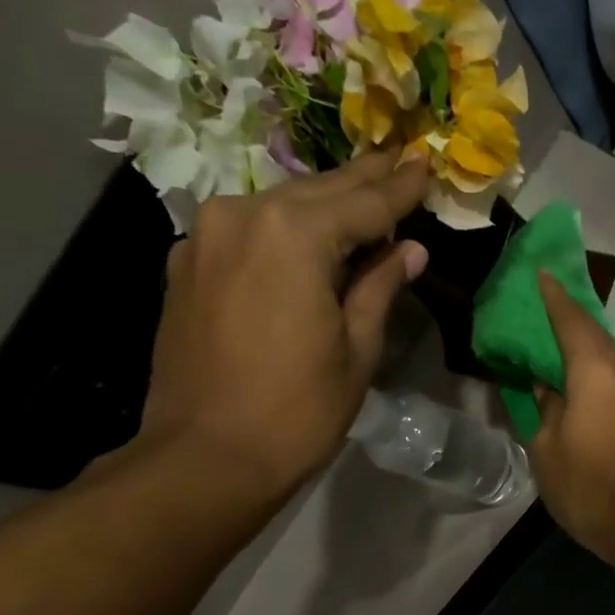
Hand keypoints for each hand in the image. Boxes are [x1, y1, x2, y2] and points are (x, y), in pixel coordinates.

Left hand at [131, 150, 429, 504]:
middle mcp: (243, 217)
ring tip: (362, 194)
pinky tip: (306, 236)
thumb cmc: (297, 411)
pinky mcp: (187, 266)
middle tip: (401, 157)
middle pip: (319, 192)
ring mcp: (206, 238)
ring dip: (323, 204)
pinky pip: (247, 232)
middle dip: (364, 180)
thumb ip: (380, 288)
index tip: (427, 164)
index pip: (364, 204)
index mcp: (294, 235)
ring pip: (280, 207)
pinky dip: (284, 229)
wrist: (206, 457)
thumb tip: (409, 251)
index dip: (401, 188)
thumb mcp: (357, 350)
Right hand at [531, 272, 614, 563]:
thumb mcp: (547, 449)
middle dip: (570, 320)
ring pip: (610, 360)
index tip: (541, 275)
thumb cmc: (589, 487)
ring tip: (559, 349)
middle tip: (544, 311)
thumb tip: (546, 388)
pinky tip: (581, 387)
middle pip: (596, 336)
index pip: (572, 321)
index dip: (554, 298)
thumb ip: (544, 409)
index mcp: (596, 373)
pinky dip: (598, 375)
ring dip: (586, 350)